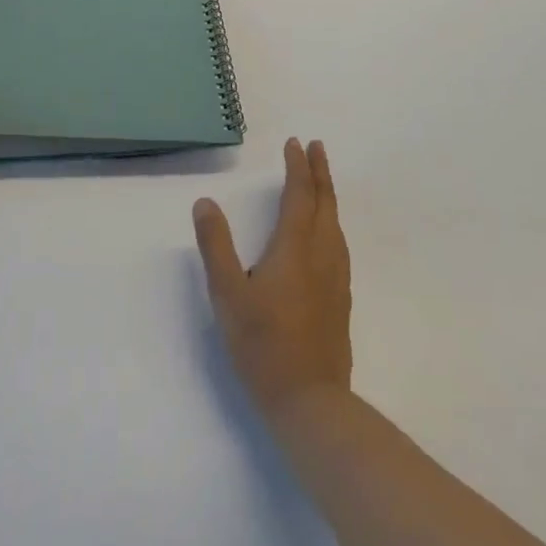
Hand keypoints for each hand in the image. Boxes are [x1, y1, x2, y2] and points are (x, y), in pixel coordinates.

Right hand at [193, 138, 352, 418]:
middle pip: (324, 204)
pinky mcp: (340, 300)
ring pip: (335, 224)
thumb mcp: (227, 294)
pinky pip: (339, 244)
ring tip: (321, 182)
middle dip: (319, 173)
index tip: (295, 143)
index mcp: (294, 248)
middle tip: (317, 147)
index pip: (299, 196)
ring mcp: (335, 279)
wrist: (310, 401)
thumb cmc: (262, 345)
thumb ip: (216, 245)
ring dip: (328, 196)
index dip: (297, 168)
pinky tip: (327, 235)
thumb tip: (205, 202)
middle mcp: (321, 255)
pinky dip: (332, 222)